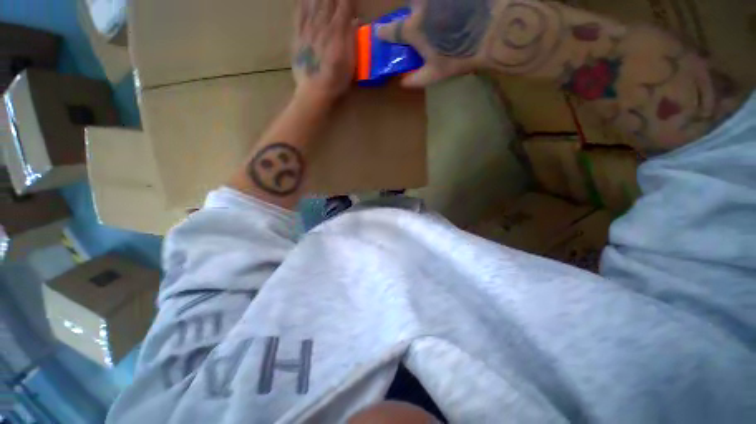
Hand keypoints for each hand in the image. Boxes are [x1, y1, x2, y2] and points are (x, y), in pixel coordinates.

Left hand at [293, 0, 356, 102]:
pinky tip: (305, 1)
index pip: (344, 6)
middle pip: (328, 1)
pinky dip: (302, 4)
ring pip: (313, 3)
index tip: (352, 4)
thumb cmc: (336, 80)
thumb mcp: (351, 62)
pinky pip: (298, 14)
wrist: (314, 91)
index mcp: (337, 31)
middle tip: (336, 0)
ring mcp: (307, 29)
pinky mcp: (297, 36)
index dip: (349, 1)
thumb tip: (355, 19)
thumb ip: (352, 38)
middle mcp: (322, 24)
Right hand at [376, 0, 492, 87]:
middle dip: (413, 13)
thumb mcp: (437, 73)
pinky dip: (443, 6)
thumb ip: (417, 79)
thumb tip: (403, 84)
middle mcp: (421, 4)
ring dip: (428, 8)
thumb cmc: (462, 55)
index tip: (380, 33)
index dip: (384, 32)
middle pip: (410, 5)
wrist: (496, 30)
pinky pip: (439, 0)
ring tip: (441, 17)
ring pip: (424, 0)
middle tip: (422, 21)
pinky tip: (453, 11)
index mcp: (414, 28)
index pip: (392, 29)